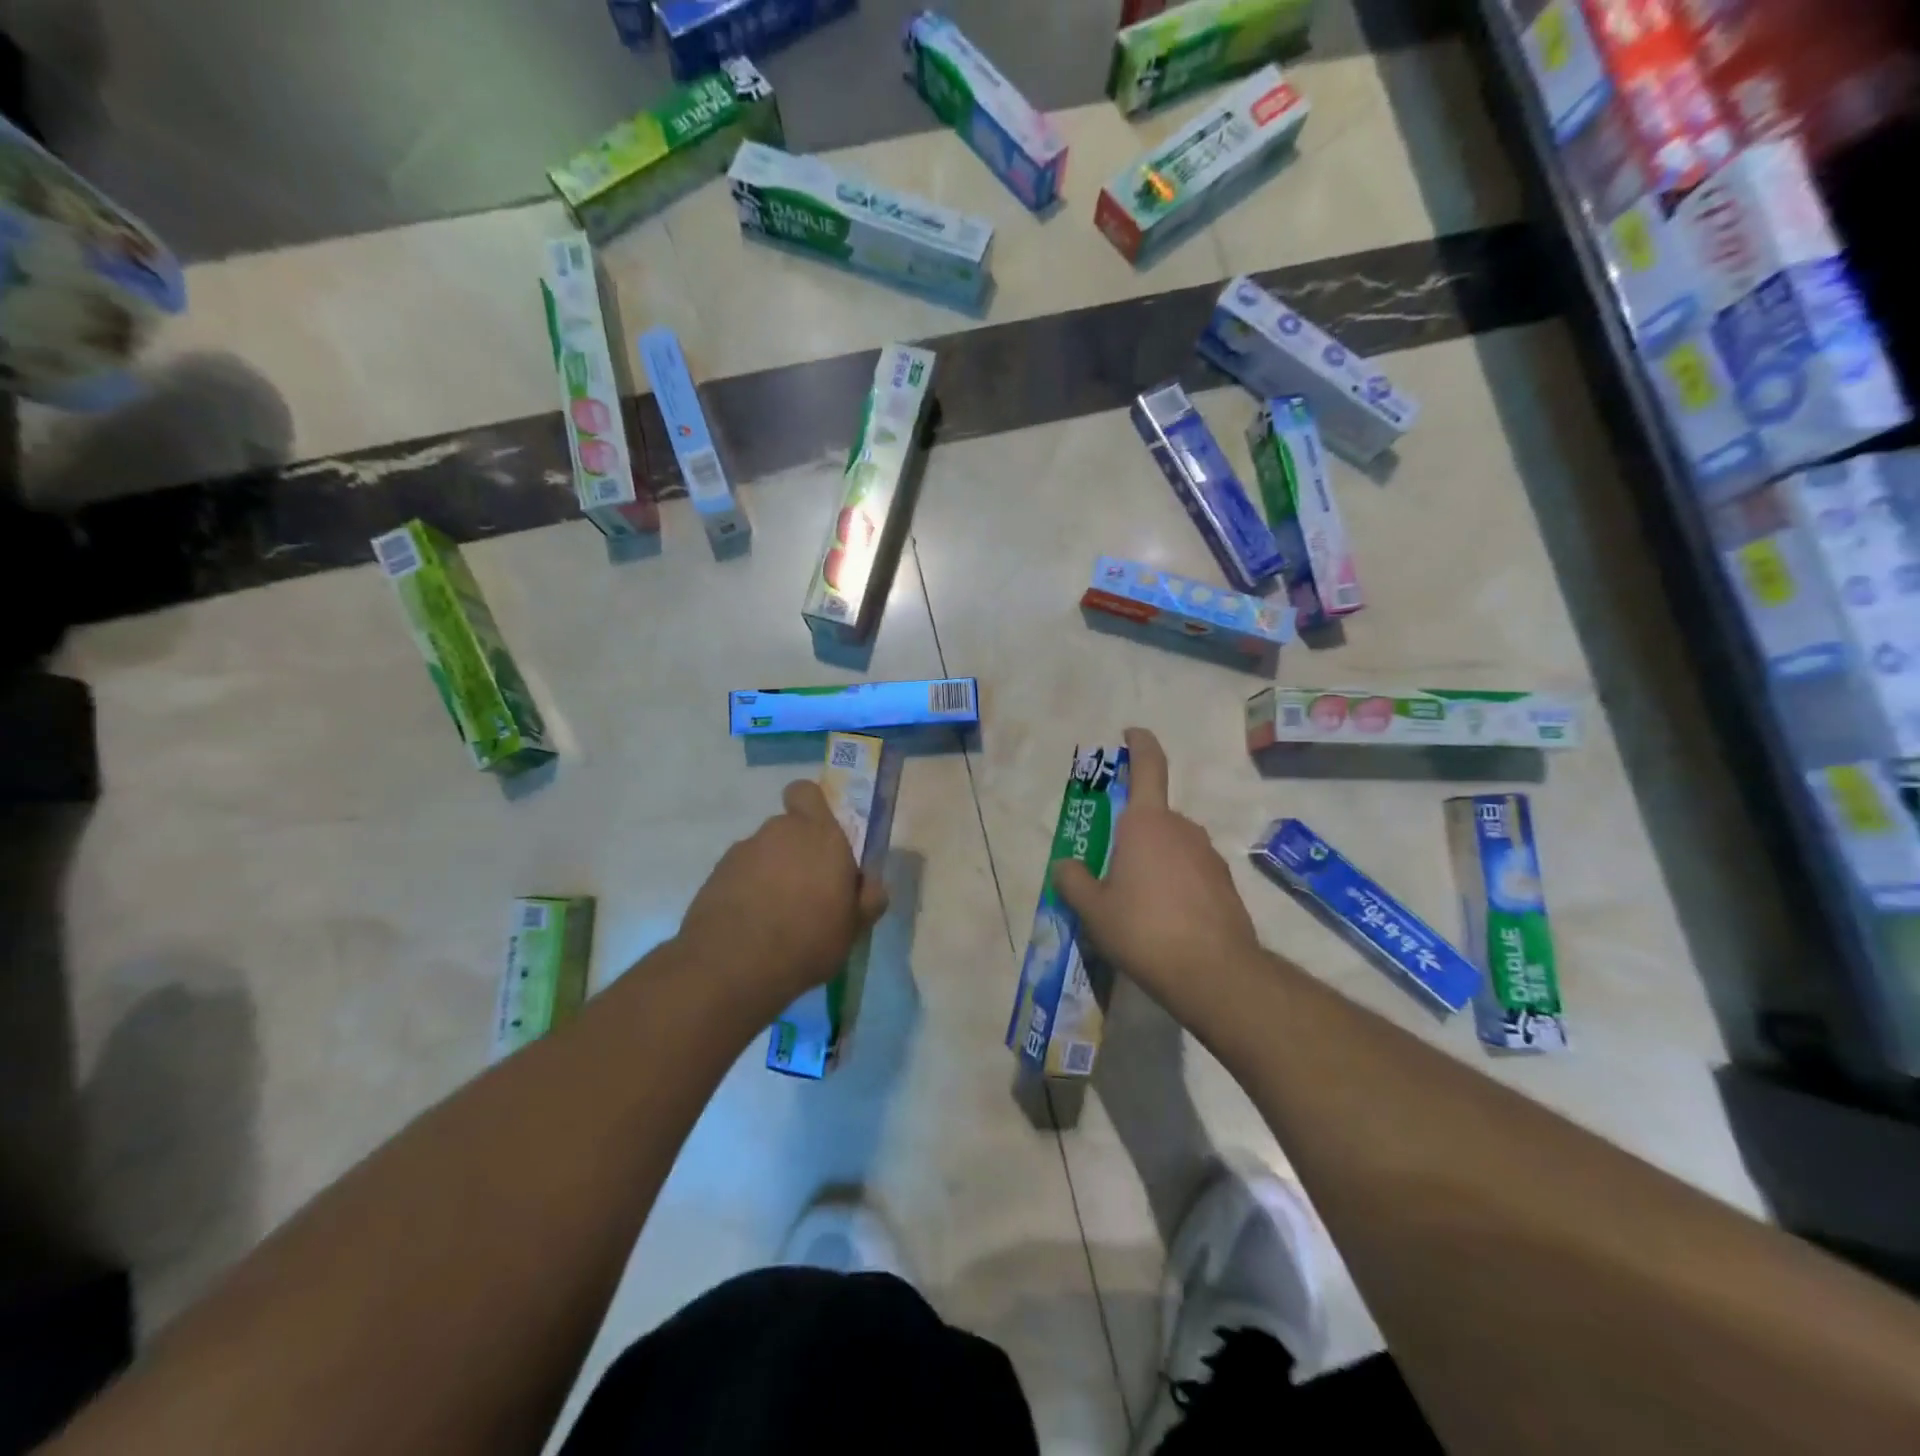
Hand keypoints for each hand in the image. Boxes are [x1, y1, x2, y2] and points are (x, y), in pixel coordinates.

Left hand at [677, 781, 889, 1008]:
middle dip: (796, 853)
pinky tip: (752, 928)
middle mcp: (779, 832)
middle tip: (807, 892)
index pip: (807, 793)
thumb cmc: (809, 939)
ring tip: (777, 918)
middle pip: (788, 830)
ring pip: (763, 854)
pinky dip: (746, 893)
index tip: (820, 838)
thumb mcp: (854, 927)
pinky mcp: (715, 876)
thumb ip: (867, 898)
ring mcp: (742, 852)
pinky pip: (739, 876)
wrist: (733, 966)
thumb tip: (871, 884)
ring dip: (770, 875)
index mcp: (819, 835)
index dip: (811, 808)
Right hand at [1051, 728, 1260, 1014]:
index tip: (1130, 734)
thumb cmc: (1143, 930)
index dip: (1140, 744)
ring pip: (1172, 846)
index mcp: (1146, 822)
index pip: (1148, 765)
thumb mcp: (1093, 910)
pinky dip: (1175, 884)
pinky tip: (1165, 920)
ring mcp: (1208, 855)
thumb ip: (1073, 881)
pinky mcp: (1225, 883)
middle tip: (1110, 867)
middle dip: (1131, 833)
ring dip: (1154, 861)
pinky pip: (1190, 871)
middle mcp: (1181, 828)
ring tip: (1135, 903)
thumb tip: (1065, 866)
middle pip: (1152, 816)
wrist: (1214, 973)